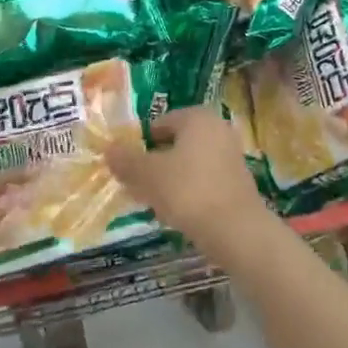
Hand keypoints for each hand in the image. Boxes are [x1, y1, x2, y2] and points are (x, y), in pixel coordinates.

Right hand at [105, 107, 272, 259]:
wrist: (235, 229)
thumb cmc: (187, 191)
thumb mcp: (148, 174)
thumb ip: (126, 160)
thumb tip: (109, 148)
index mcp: (197, 118)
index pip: (161, 123)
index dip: (140, 143)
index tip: (126, 165)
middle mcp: (218, 129)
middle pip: (176, 143)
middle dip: (155, 162)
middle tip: (135, 184)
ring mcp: (231, 155)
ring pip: (190, 163)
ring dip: (171, 178)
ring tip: (152, 201)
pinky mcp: (238, 182)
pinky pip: (204, 180)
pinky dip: (189, 191)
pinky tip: (176, 212)